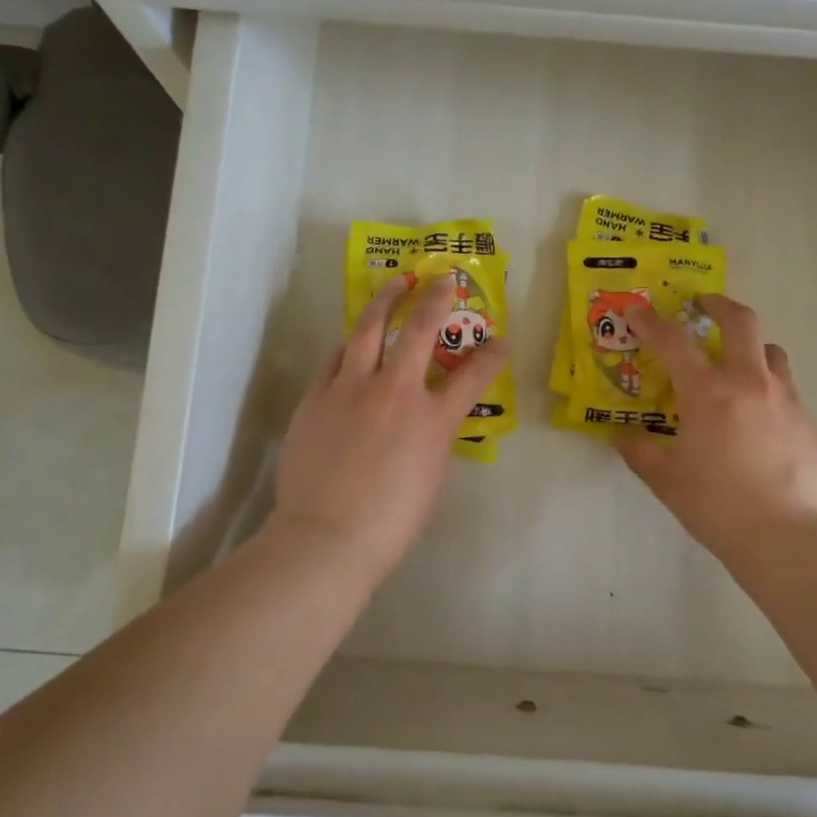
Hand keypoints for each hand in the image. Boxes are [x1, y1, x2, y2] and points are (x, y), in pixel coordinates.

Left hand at [271, 273, 507, 580]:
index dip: (491, 356)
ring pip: (370, 328)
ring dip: (386, 299)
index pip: (473, 377)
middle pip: (420, 329)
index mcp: (432, 420)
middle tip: (443, 279)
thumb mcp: (430, 477)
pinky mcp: (317, 397)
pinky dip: (351, 345)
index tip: (500, 342)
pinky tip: (354, 339)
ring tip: (395, 282)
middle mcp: (395, 391)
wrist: (326, 537)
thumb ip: (433, 436)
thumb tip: (425, 417)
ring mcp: (351, 389)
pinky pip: (336, 358)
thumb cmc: (389, 521)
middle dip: (436, 298)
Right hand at [615, 294, 816, 567]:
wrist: (785, 536)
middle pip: (740, 321)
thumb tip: (619, 436)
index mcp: (708, 392)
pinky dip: (766, 383)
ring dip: (750, 345)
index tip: (637, 312)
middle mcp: (749, 382)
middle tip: (702, 305)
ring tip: (735, 362)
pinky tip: (756, 413)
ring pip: (771, 350)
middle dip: (718, 305)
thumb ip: (639, 451)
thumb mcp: (665, 479)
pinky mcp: (805, 420)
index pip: (674, 341)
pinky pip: (785, 385)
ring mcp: (784, 399)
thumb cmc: (716, 505)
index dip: (651, 322)